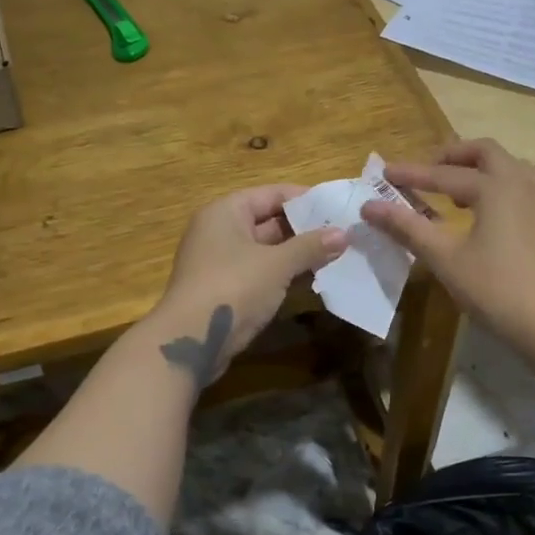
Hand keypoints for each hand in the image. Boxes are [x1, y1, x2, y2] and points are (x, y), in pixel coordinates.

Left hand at [144, 185, 345, 387]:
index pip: (271, 194)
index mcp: (225, 212)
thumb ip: (310, 246)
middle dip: (304, 229)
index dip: (304, 199)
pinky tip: (312, 280)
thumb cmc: (233, 287)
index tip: (336, 207)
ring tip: (335, 256)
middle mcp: (219, 231)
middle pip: (267, 221)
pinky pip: (259, 272)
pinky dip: (282, 274)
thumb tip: (344, 233)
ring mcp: (219, 262)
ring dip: (296, 254)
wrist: (190, 341)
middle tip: (342, 234)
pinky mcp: (223, 289)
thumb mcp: (277, 264)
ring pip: (265, 250)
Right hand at [360, 139, 534, 364]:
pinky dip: (493, 186)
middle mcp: (521, 182)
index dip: (411, 174)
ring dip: (475, 170)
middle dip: (450, 157)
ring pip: (505, 167)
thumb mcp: (445, 259)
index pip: (444, 173)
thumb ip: (407, 227)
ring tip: (449, 191)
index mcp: (496, 185)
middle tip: (424, 172)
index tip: (383, 173)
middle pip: (484, 153)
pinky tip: (479, 214)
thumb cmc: (497, 289)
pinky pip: (517, 186)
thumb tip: (369, 206)